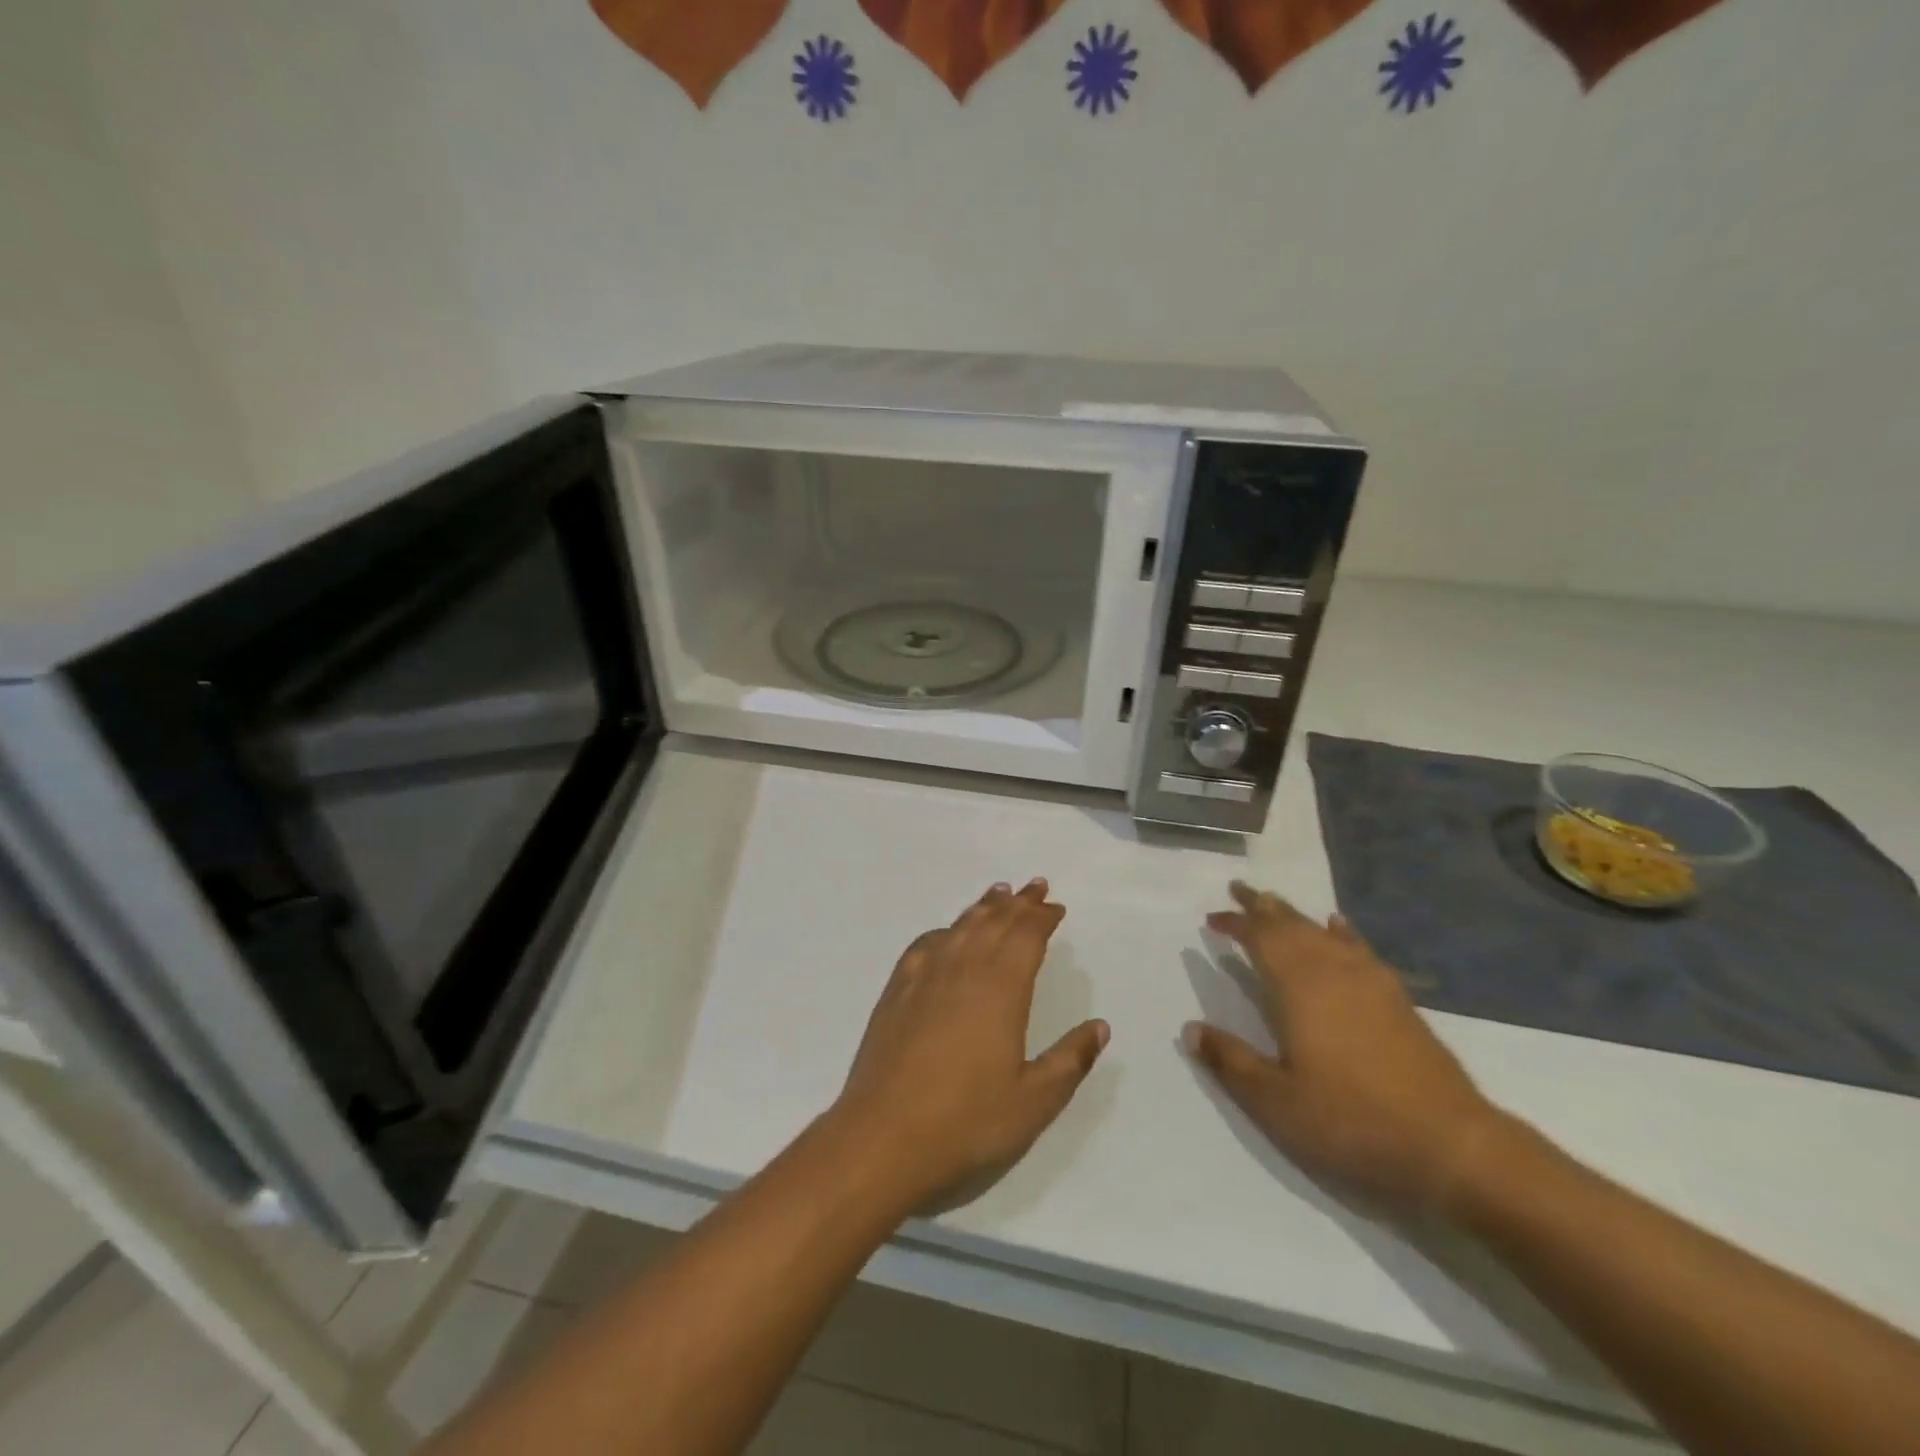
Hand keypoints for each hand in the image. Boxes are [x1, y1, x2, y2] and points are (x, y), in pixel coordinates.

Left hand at [831, 880, 1108, 1209]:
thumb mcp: (1034, 1100)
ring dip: (983, 908)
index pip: (1026, 937)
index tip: (1056, 907)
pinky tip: (946, 934)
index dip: (1043, 917)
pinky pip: (925, 945)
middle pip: (994, 922)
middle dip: (1018, 902)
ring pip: (960, 927)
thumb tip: (1100, 1026)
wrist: (884, 1136)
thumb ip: (1070, 1059)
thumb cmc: (968, 1121)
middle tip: (1035, 886)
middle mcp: (964, 969)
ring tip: (998, 893)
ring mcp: (925, 977)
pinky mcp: (897, 991)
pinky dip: (944, 930)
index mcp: (1001, 989)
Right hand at [1185, 881, 1502, 1219]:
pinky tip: (1338, 926)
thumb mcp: (1275, 1102)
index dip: (1234, 924)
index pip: (1259, 939)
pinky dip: (1342, 932)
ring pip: (1323, 932)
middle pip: (1291, 925)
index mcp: (1298, 988)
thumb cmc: (1351, 1121)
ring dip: (1295, 915)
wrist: (1451, 1145)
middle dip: (1262, 906)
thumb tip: (1189, 1029)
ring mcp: (1370, 982)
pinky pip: (1360, 948)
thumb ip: (1230, 1061)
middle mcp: (1332, 971)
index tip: (1212, 920)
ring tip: (1275, 904)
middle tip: (1239, 890)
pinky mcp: (1397, 999)